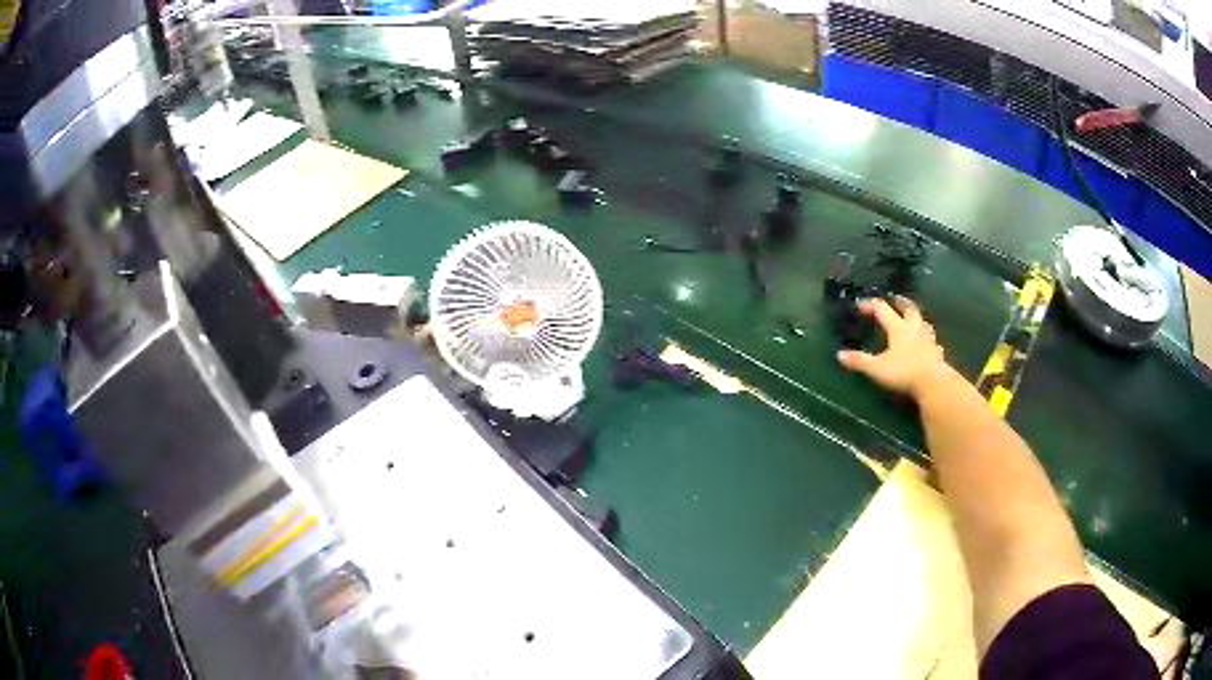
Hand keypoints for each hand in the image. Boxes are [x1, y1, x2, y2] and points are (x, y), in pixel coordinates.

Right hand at [836, 296, 952, 399]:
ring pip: (923, 323)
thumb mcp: (877, 368)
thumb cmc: (904, 373)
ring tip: (912, 319)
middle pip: (908, 309)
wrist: (933, 384)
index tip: (860, 304)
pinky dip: (928, 340)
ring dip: (917, 318)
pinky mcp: (937, 353)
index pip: (882, 309)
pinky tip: (928, 345)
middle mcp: (914, 329)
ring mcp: (928, 340)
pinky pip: (933, 342)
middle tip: (894, 299)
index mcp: (898, 328)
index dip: (870, 305)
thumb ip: (859, 361)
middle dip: (900, 302)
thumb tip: (840, 354)